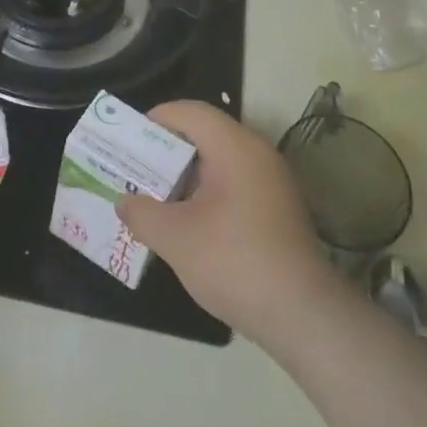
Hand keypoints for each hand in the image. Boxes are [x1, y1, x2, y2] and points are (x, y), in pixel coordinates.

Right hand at [115, 101, 342, 344]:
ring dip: (185, 176)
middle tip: (134, 171)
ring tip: (154, 199)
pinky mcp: (277, 207)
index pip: (189, 112)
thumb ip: (142, 214)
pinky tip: (187, 223)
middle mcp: (256, 152)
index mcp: (235, 146)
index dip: (155, 120)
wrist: (303, 315)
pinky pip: (233, 183)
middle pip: (204, 134)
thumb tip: (123, 201)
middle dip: (165, 151)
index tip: (127, 141)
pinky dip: (206, 193)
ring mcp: (271, 180)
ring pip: (218, 161)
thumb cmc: (235, 262)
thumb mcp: (177, 239)